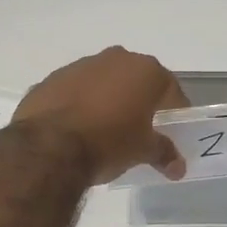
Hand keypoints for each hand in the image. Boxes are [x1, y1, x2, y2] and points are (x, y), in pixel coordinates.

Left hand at [13, 47, 189, 183]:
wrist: (48, 146)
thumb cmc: (109, 142)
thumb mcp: (143, 151)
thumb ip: (164, 153)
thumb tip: (178, 168)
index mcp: (145, 71)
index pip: (171, 91)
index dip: (174, 113)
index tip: (171, 133)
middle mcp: (115, 59)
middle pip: (136, 81)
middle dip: (140, 103)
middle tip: (140, 131)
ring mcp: (80, 66)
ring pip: (104, 83)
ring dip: (108, 101)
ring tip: (105, 132)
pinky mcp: (51, 79)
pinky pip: (75, 91)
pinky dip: (80, 105)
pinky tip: (77, 130)